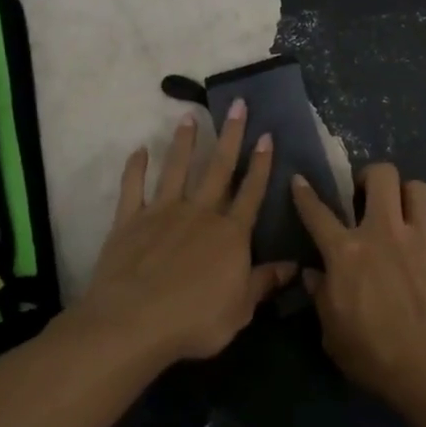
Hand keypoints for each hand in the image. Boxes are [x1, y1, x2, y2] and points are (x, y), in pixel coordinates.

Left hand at [78, 100, 293, 366]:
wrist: (134, 322)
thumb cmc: (195, 320)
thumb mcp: (240, 309)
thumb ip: (264, 283)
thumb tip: (295, 266)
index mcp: (230, 233)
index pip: (251, 192)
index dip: (261, 164)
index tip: (267, 135)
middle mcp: (200, 213)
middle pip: (218, 168)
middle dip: (231, 135)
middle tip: (236, 104)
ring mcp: (163, 212)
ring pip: (177, 169)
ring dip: (184, 142)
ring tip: (189, 117)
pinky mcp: (130, 220)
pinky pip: (133, 188)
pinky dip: (135, 168)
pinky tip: (139, 150)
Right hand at [291, 164, 425, 414]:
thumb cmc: (377, 356)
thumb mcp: (334, 335)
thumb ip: (321, 298)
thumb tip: (313, 274)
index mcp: (347, 252)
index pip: (318, 213)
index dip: (305, 194)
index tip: (300, 180)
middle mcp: (384, 231)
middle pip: (381, 175)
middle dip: (372, 177)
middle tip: (368, 198)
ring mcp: (423, 236)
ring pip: (418, 188)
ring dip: (408, 197)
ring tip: (405, 216)